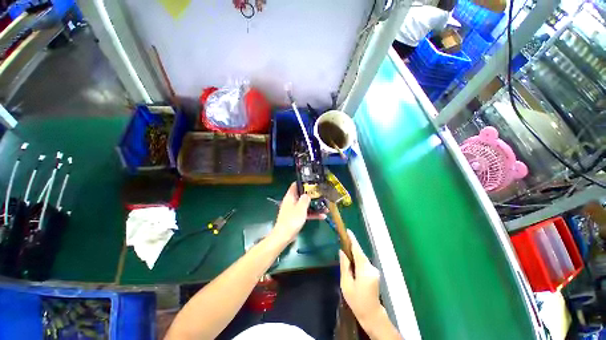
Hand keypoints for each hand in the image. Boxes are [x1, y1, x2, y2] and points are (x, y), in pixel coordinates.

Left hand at [271, 182, 324, 243]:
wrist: (284, 236)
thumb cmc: (292, 220)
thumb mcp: (300, 208)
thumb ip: (305, 199)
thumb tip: (308, 194)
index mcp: (290, 197)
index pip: (295, 185)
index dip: (303, 182)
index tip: (312, 182)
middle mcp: (291, 201)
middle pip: (302, 195)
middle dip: (312, 195)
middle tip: (322, 194)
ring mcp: (294, 210)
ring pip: (305, 205)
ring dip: (315, 206)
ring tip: (326, 207)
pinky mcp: (296, 217)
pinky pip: (305, 213)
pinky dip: (313, 214)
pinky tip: (322, 216)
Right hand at [339, 230, 381, 324]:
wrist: (371, 314)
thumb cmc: (356, 301)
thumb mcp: (346, 284)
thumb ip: (344, 266)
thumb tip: (341, 251)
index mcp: (364, 271)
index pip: (358, 251)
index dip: (353, 240)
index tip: (348, 231)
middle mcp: (371, 268)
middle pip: (360, 253)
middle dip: (352, 247)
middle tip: (342, 242)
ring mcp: (374, 270)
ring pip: (362, 258)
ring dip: (354, 254)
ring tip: (345, 254)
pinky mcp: (374, 272)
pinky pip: (364, 262)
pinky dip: (358, 260)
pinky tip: (352, 264)